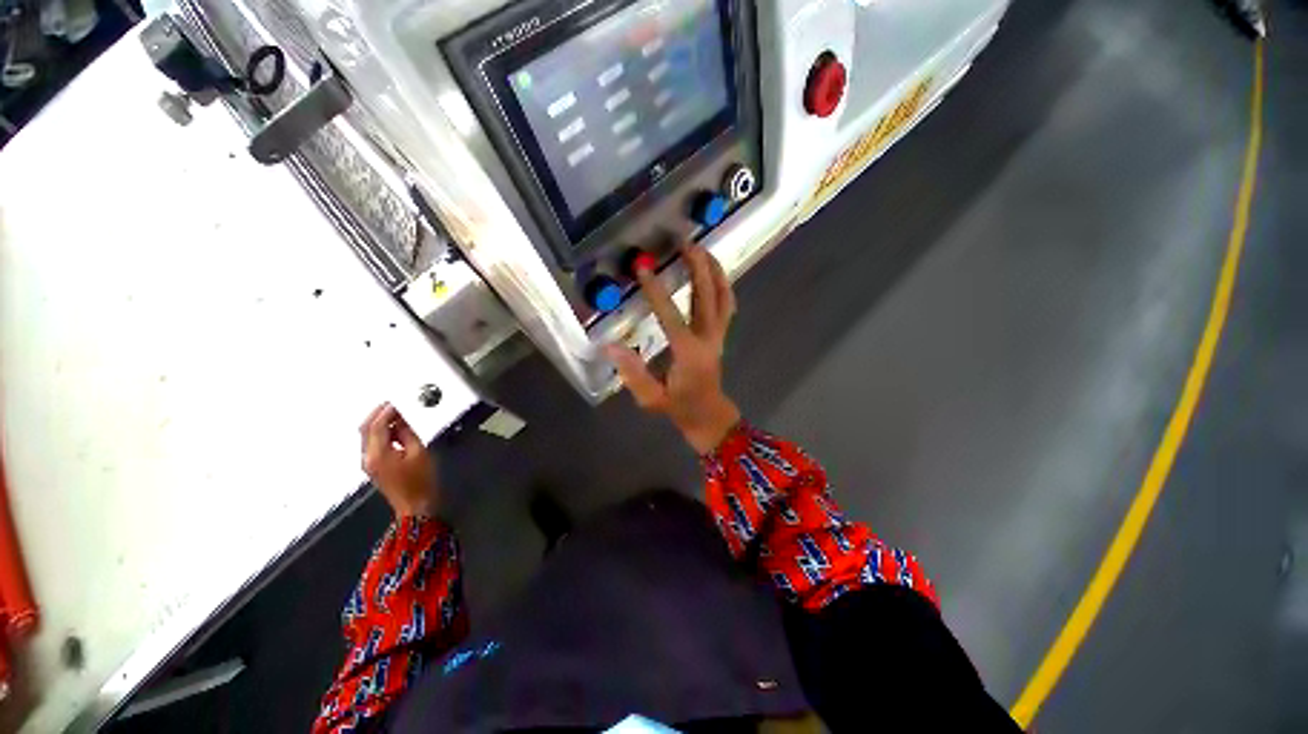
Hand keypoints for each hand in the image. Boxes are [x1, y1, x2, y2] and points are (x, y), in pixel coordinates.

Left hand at [360, 402, 437, 517]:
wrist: (415, 506)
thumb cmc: (420, 481)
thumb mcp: (419, 452)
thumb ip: (407, 433)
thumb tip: (401, 420)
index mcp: (378, 453)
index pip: (376, 426)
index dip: (386, 411)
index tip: (397, 402)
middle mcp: (368, 457)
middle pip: (365, 429)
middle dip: (378, 415)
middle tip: (393, 405)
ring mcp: (369, 463)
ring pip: (367, 436)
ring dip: (380, 423)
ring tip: (398, 416)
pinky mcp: (374, 467)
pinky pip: (373, 444)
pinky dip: (381, 433)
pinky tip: (395, 430)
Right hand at [606, 244, 741, 454]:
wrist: (708, 415)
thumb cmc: (678, 407)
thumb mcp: (651, 397)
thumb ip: (633, 373)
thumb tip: (611, 346)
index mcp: (688, 352)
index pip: (671, 315)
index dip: (656, 291)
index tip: (643, 268)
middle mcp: (707, 338)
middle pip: (707, 296)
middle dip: (697, 267)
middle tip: (686, 243)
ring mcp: (719, 335)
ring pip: (723, 297)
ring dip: (714, 271)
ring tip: (703, 249)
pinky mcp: (722, 335)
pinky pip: (727, 305)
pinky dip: (723, 285)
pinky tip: (714, 273)